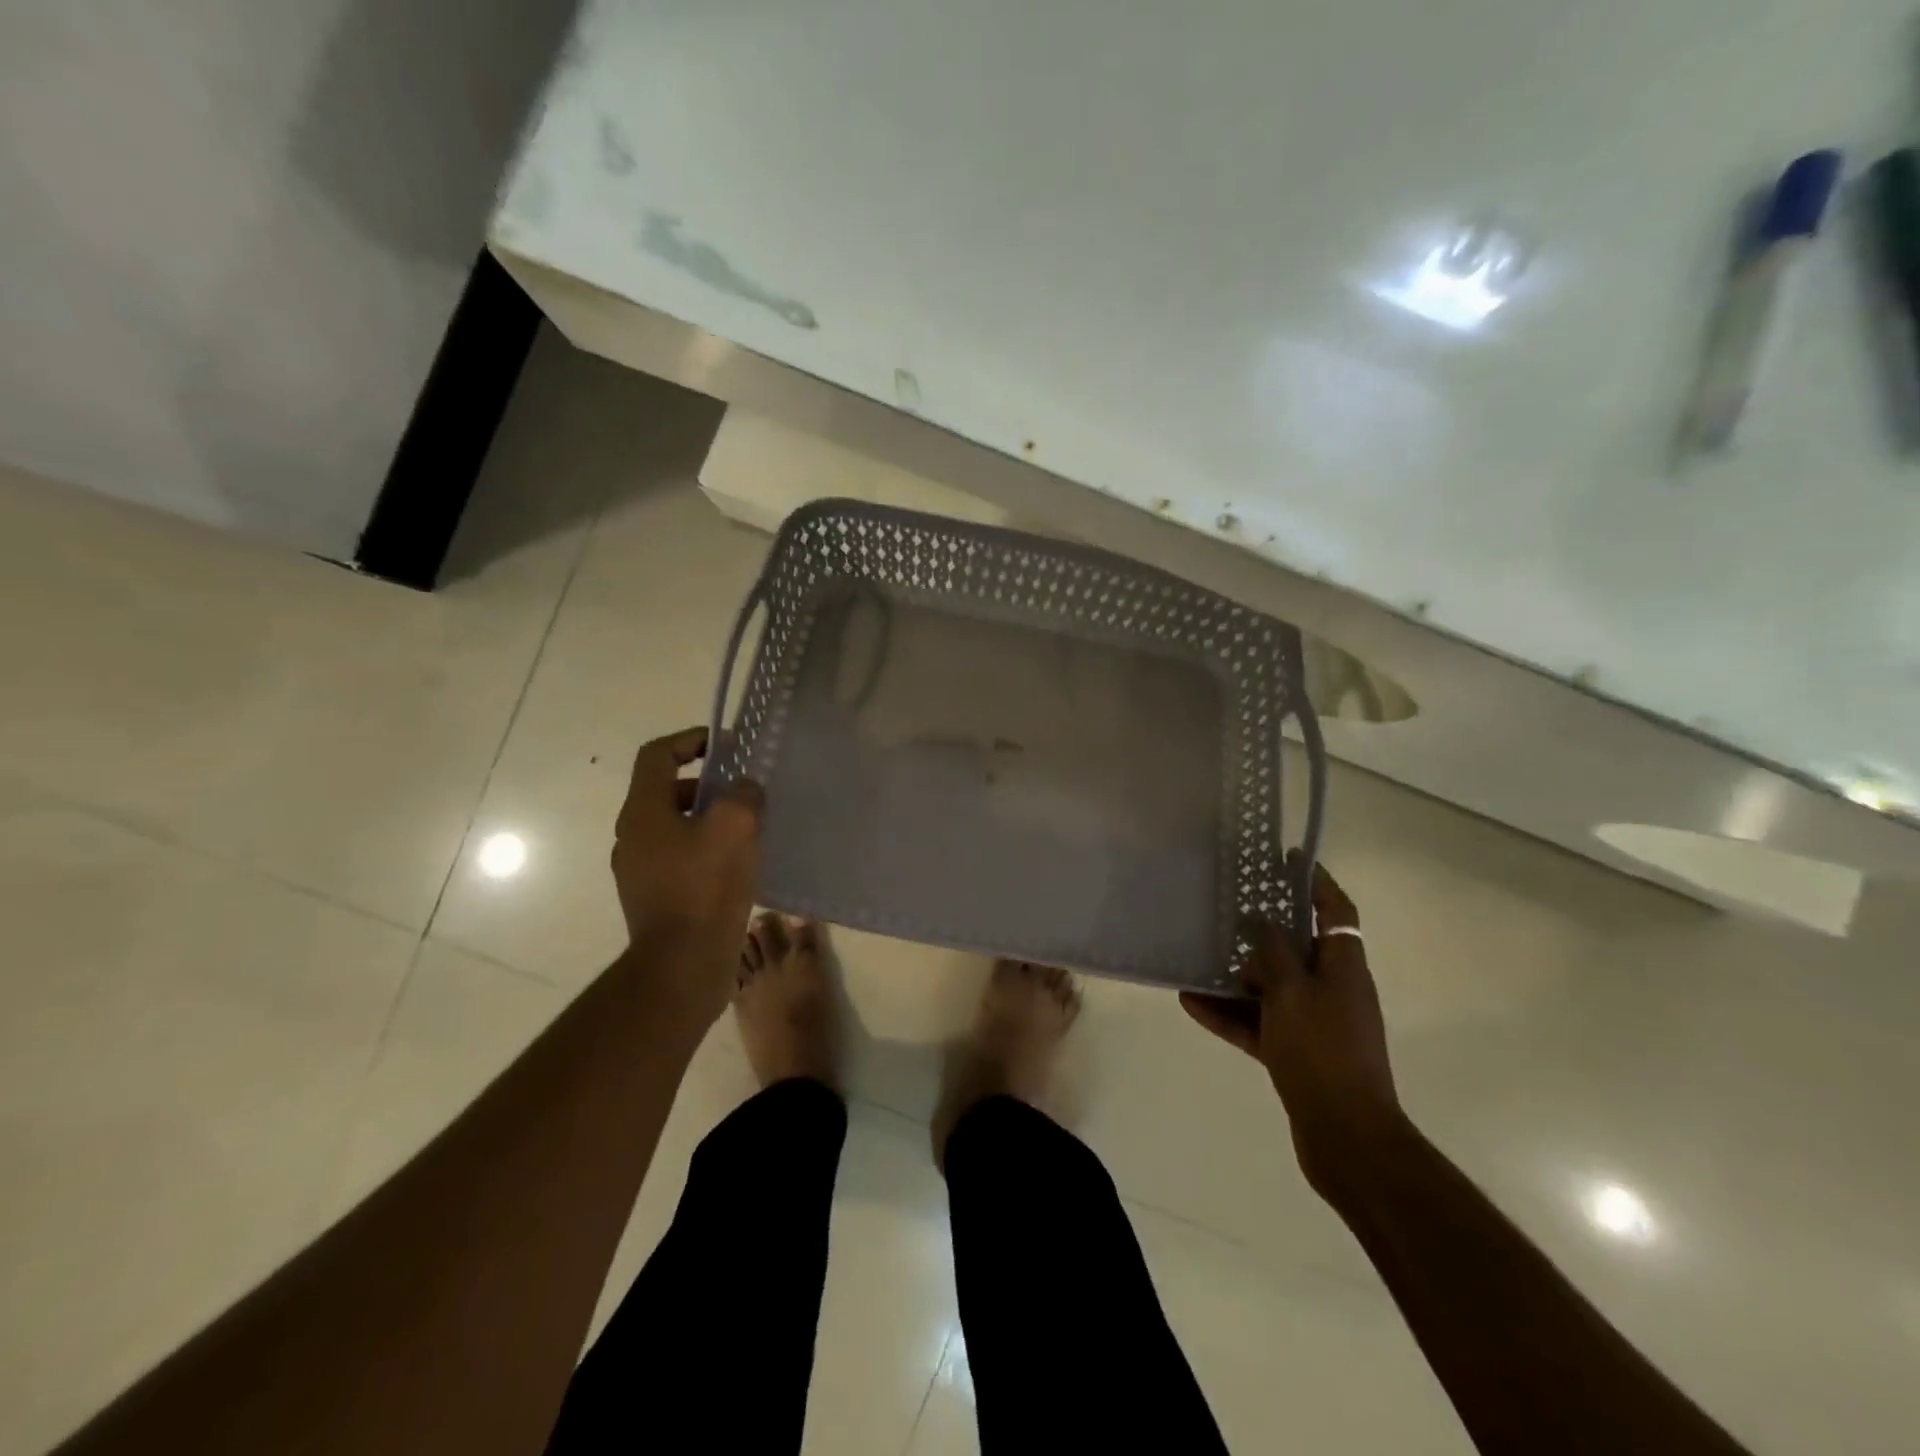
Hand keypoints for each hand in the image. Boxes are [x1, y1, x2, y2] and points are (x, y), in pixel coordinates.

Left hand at [610, 727, 763, 1027]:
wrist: (683, 966)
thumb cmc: (705, 888)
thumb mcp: (735, 827)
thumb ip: (743, 794)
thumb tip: (744, 789)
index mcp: (644, 813)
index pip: (657, 755)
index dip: (690, 740)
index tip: (726, 746)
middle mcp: (634, 837)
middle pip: (667, 791)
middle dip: (707, 783)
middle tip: (744, 791)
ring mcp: (641, 870)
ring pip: (676, 826)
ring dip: (710, 818)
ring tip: (749, 829)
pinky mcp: (656, 897)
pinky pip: (681, 857)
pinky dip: (707, 849)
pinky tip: (739, 865)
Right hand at [1180, 858, 1403, 1194]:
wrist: (1346, 1137)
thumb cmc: (1322, 1052)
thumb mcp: (1291, 993)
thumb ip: (1274, 953)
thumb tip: (1262, 922)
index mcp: (1343, 968)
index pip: (1336, 911)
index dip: (1316, 882)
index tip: (1288, 859)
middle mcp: (1332, 989)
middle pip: (1298, 948)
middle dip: (1263, 931)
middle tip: (1227, 910)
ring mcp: (1315, 1023)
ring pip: (1272, 987)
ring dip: (1237, 976)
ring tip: (1199, 957)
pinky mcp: (1297, 1052)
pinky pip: (1258, 1022)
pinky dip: (1230, 1013)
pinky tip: (1190, 1002)